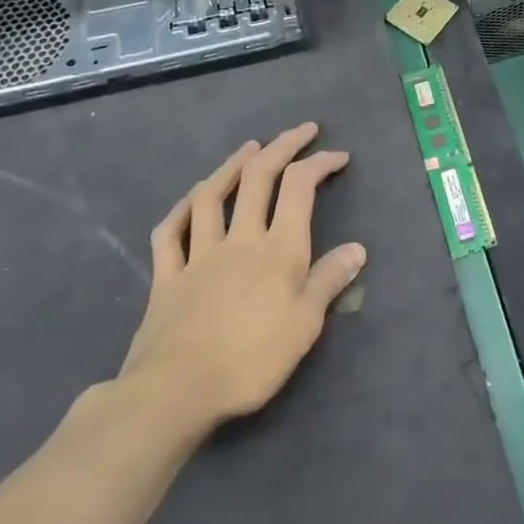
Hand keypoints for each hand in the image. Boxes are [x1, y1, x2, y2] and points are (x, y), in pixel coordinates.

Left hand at [115, 122, 366, 449]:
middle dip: (283, 146)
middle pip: (259, 178)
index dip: (320, 163)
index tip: (338, 156)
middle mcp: (240, 238)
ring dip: (232, 165)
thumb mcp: (305, 325)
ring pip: (212, 196)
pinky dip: (180, 209)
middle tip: (302, 131)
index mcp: (278, 248)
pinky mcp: (167, 277)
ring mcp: (198, 254)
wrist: (174, 392)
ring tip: (249, 148)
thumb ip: (329, 281)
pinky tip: (190, 200)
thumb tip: (357, 248)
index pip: (301, 188)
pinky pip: (169, 233)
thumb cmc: (250, 360)